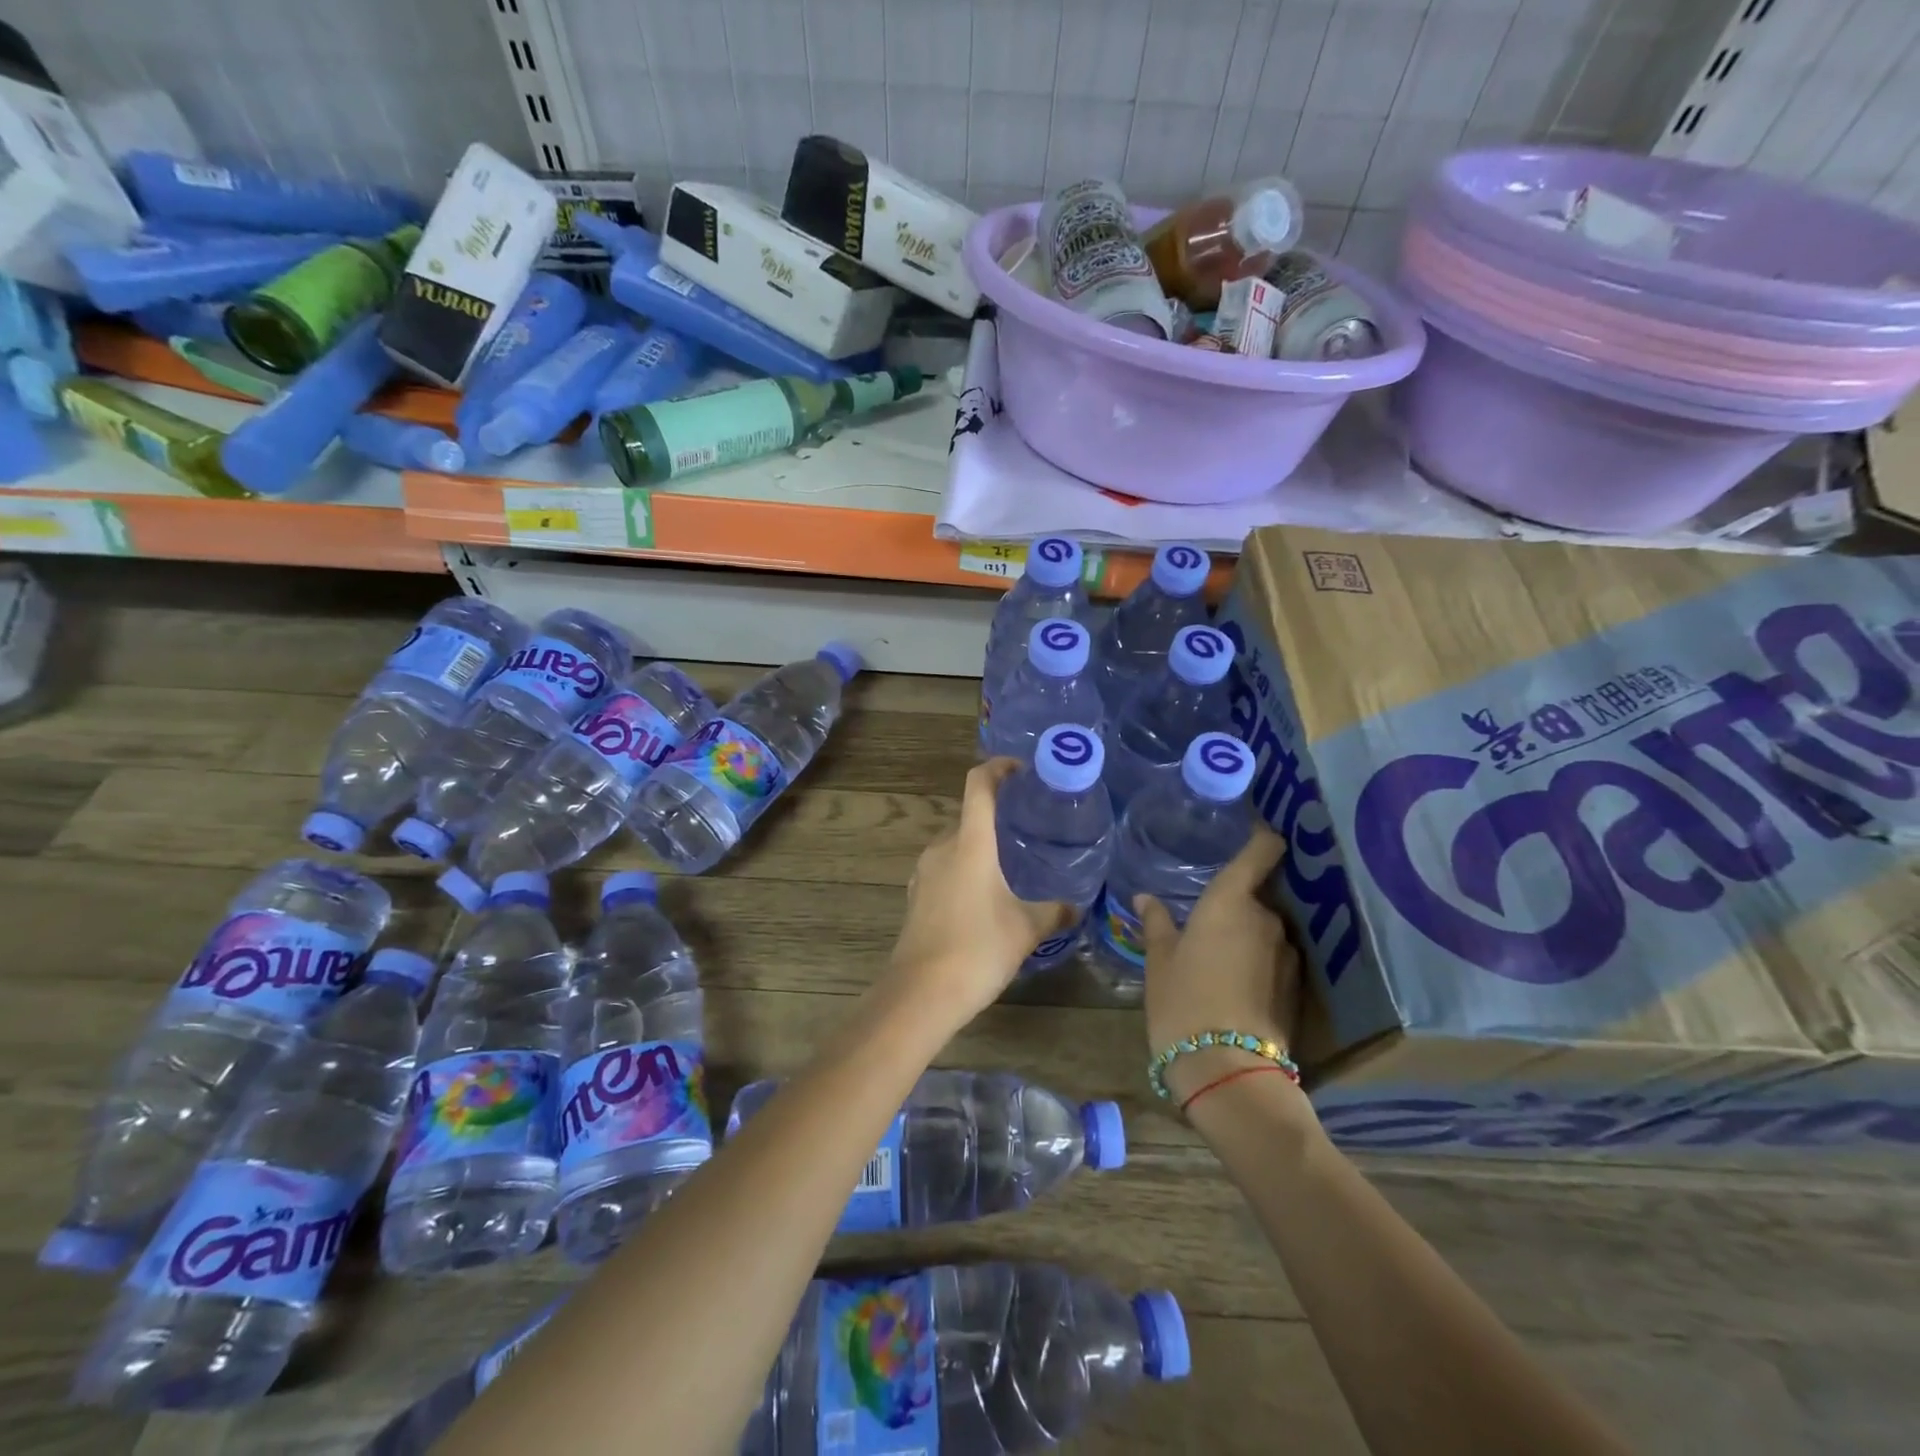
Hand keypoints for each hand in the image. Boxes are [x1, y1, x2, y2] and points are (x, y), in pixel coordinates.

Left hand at [883, 758, 1072, 1023]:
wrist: (920, 993)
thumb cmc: (978, 949)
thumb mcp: (1026, 929)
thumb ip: (1054, 912)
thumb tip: (1076, 906)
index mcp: (970, 842)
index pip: (979, 784)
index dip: (998, 768)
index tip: (1021, 769)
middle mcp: (942, 847)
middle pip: (969, 815)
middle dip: (997, 816)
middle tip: (1028, 828)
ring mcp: (924, 872)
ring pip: (956, 845)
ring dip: (980, 847)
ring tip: (1011, 865)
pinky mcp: (917, 896)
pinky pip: (945, 868)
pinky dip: (965, 869)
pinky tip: (984, 897)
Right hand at [1138, 826, 1302, 1101]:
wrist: (1227, 1069)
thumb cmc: (1182, 1001)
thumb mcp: (1159, 960)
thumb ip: (1156, 922)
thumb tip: (1145, 897)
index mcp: (1231, 901)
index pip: (1261, 850)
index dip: (1261, 836)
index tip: (1251, 829)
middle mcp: (1267, 918)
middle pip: (1256, 894)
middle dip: (1235, 902)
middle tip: (1204, 919)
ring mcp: (1287, 952)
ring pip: (1265, 928)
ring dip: (1246, 933)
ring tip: (1216, 955)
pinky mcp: (1296, 985)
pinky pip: (1274, 956)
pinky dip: (1257, 959)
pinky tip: (1234, 982)